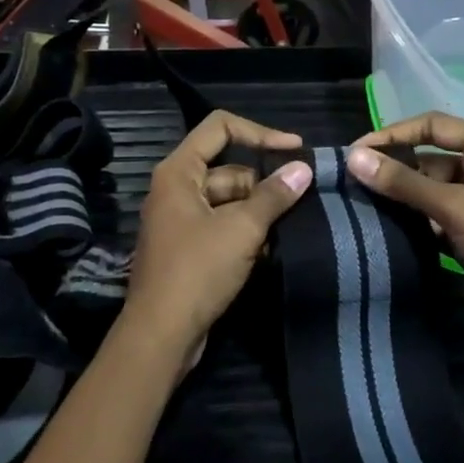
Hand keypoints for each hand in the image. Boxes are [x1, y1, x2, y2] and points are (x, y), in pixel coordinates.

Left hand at [125, 112, 312, 356]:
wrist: (160, 334)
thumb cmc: (197, 270)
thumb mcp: (241, 229)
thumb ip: (273, 196)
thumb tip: (302, 169)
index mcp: (179, 172)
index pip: (219, 128)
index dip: (259, 132)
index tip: (295, 149)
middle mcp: (175, 189)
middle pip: (228, 168)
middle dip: (264, 183)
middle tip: (302, 197)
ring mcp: (180, 220)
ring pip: (228, 200)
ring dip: (258, 211)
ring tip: (293, 224)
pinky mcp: (188, 248)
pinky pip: (222, 226)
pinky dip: (246, 232)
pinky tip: (273, 247)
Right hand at [346, 112, 463, 337]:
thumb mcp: (455, 207)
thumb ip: (404, 182)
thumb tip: (354, 158)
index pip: (433, 126)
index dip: (394, 134)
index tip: (357, 151)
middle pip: (427, 157)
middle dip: (393, 167)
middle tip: (352, 179)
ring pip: (427, 188)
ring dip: (399, 195)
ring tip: (359, 202)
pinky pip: (431, 214)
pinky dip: (410, 218)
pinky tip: (382, 225)